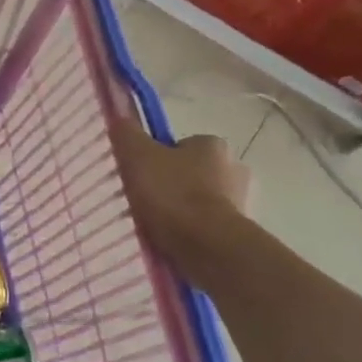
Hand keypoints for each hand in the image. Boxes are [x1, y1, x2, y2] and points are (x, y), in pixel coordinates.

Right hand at [114, 119, 252, 278]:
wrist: (208, 246)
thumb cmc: (172, 194)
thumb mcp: (137, 156)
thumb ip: (127, 134)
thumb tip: (119, 115)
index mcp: (213, 144)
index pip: (181, 145)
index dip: (159, 158)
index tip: (142, 175)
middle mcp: (235, 168)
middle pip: (194, 172)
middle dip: (174, 184)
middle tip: (147, 199)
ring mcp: (242, 201)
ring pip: (202, 199)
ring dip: (184, 209)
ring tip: (157, 224)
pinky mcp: (241, 231)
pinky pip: (209, 225)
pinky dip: (193, 230)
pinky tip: (174, 240)